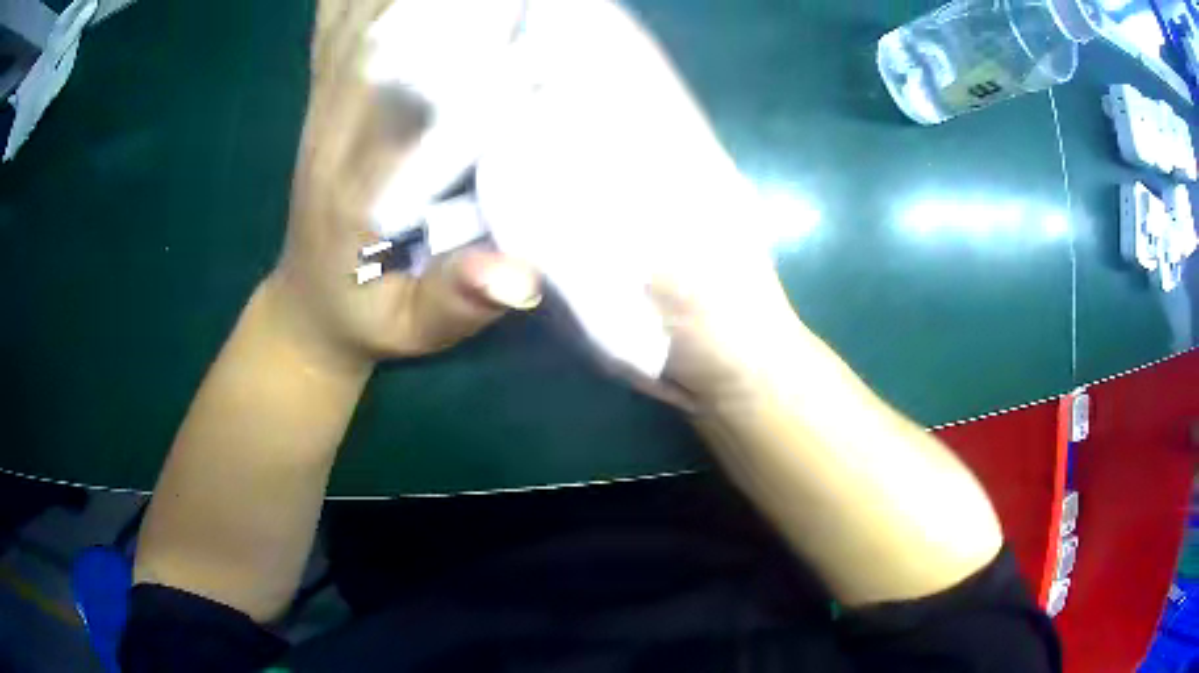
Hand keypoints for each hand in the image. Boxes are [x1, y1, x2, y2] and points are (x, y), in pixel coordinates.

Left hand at [268, 0, 539, 371]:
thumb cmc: (366, 315)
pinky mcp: (322, 95)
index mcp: (366, 182)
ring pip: (360, 14)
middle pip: (389, 29)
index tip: (532, 32)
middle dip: (444, 6)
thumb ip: (456, 301)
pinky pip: (335, 22)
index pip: (426, 92)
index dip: (480, 50)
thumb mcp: (413, 329)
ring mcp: (325, 103)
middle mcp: (340, 126)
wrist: (306, 304)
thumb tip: (521, 275)